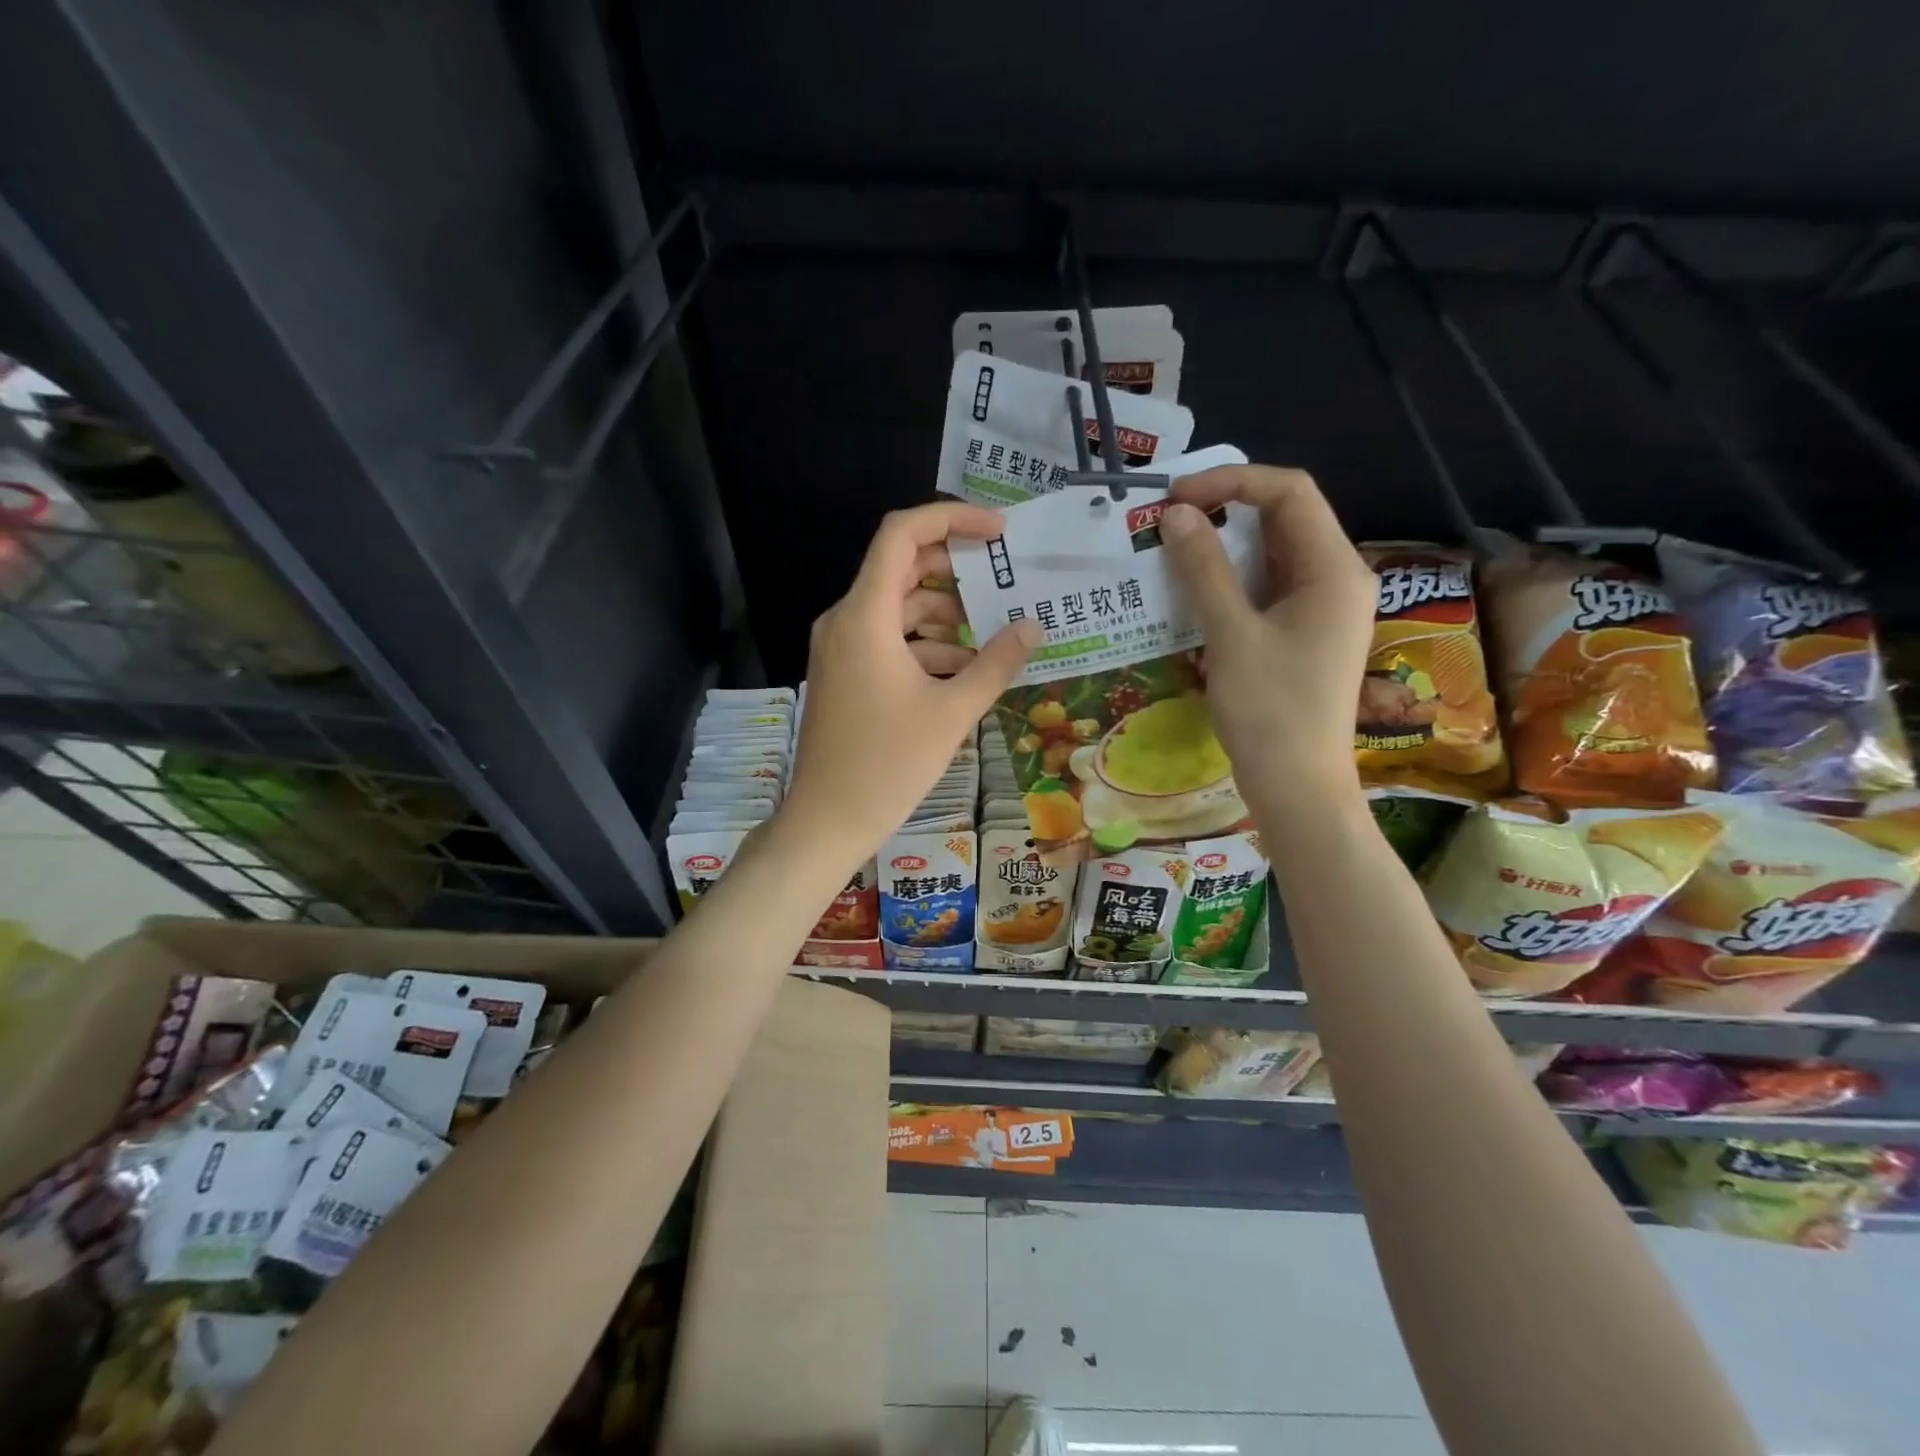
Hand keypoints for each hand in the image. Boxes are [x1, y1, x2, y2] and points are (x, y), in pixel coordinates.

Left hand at [781, 502, 1040, 868]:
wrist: (828, 820)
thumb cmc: (888, 764)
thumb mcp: (952, 711)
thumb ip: (996, 663)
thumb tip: (1033, 626)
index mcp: (864, 615)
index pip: (902, 534)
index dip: (951, 519)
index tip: (997, 533)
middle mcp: (845, 620)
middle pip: (901, 568)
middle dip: (955, 570)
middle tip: (1002, 581)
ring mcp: (840, 648)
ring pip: (897, 608)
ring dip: (944, 616)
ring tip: (992, 636)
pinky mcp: (843, 673)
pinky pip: (887, 640)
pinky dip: (924, 646)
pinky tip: (963, 672)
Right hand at [1159, 466, 1375, 810]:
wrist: (1296, 786)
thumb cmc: (1269, 711)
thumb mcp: (1231, 634)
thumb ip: (1203, 569)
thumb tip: (1175, 514)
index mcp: (1334, 569)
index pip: (1289, 492)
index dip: (1232, 481)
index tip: (1176, 497)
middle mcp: (1337, 577)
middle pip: (1283, 518)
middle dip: (1224, 509)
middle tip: (1166, 521)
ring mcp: (1322, 607)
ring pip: (1271, 553)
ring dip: (1223, 545)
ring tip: (1171, 549)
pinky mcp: (1304, 631)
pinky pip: (1267, 587)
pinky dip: (1230, 579)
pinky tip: (1192, 588)